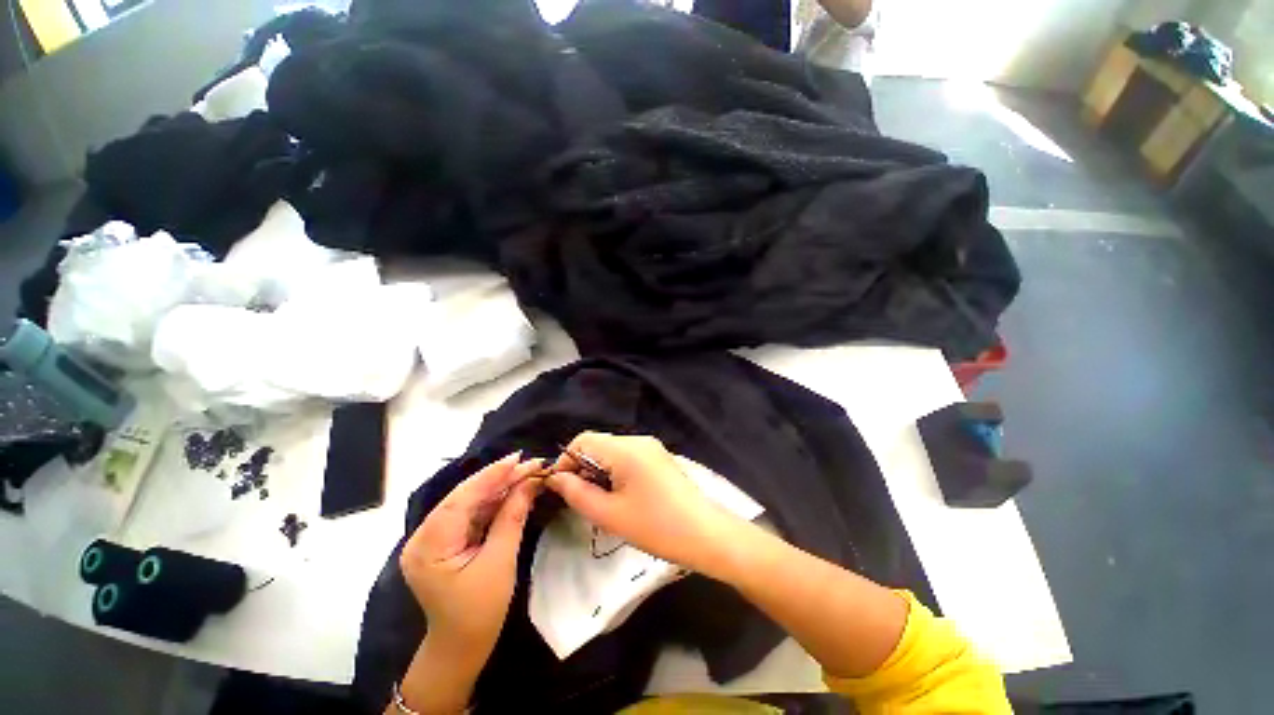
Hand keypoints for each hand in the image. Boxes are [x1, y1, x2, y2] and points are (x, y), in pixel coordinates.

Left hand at [400, 453, 542, 658]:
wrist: (462, 647)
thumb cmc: (480, 611)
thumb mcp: (500, 562)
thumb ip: (513, 517)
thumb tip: (530, 482)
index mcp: (429, 546)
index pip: (461, 499)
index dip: (491, 475)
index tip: (519, 458)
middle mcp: (425, 536)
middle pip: (466, 497)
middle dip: (500, 479)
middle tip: (531, 464)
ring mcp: (434, 538)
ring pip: (471, 502)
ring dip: (501, 487)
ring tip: (529, 472)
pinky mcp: (446, 541)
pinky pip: (472, 513)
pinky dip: (495, 501)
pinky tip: (515, 490)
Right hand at [546, 432, 743, 578]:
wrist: (706, 534)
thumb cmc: (656, 526)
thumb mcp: (610, 515)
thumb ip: (577, 493)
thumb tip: (556, 478)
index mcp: (626, 448)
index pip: (583, 440)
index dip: (566, 460)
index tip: (559, 487)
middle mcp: (639, 440)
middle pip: (599, 444)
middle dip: (583, 468)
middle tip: (580, 499)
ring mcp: (651, 447)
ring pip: (612, 452)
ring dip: (599, 471)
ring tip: (601, 501)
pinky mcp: (659, 458)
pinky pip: (628, 457)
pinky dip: (615, 472)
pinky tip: (621, 496)